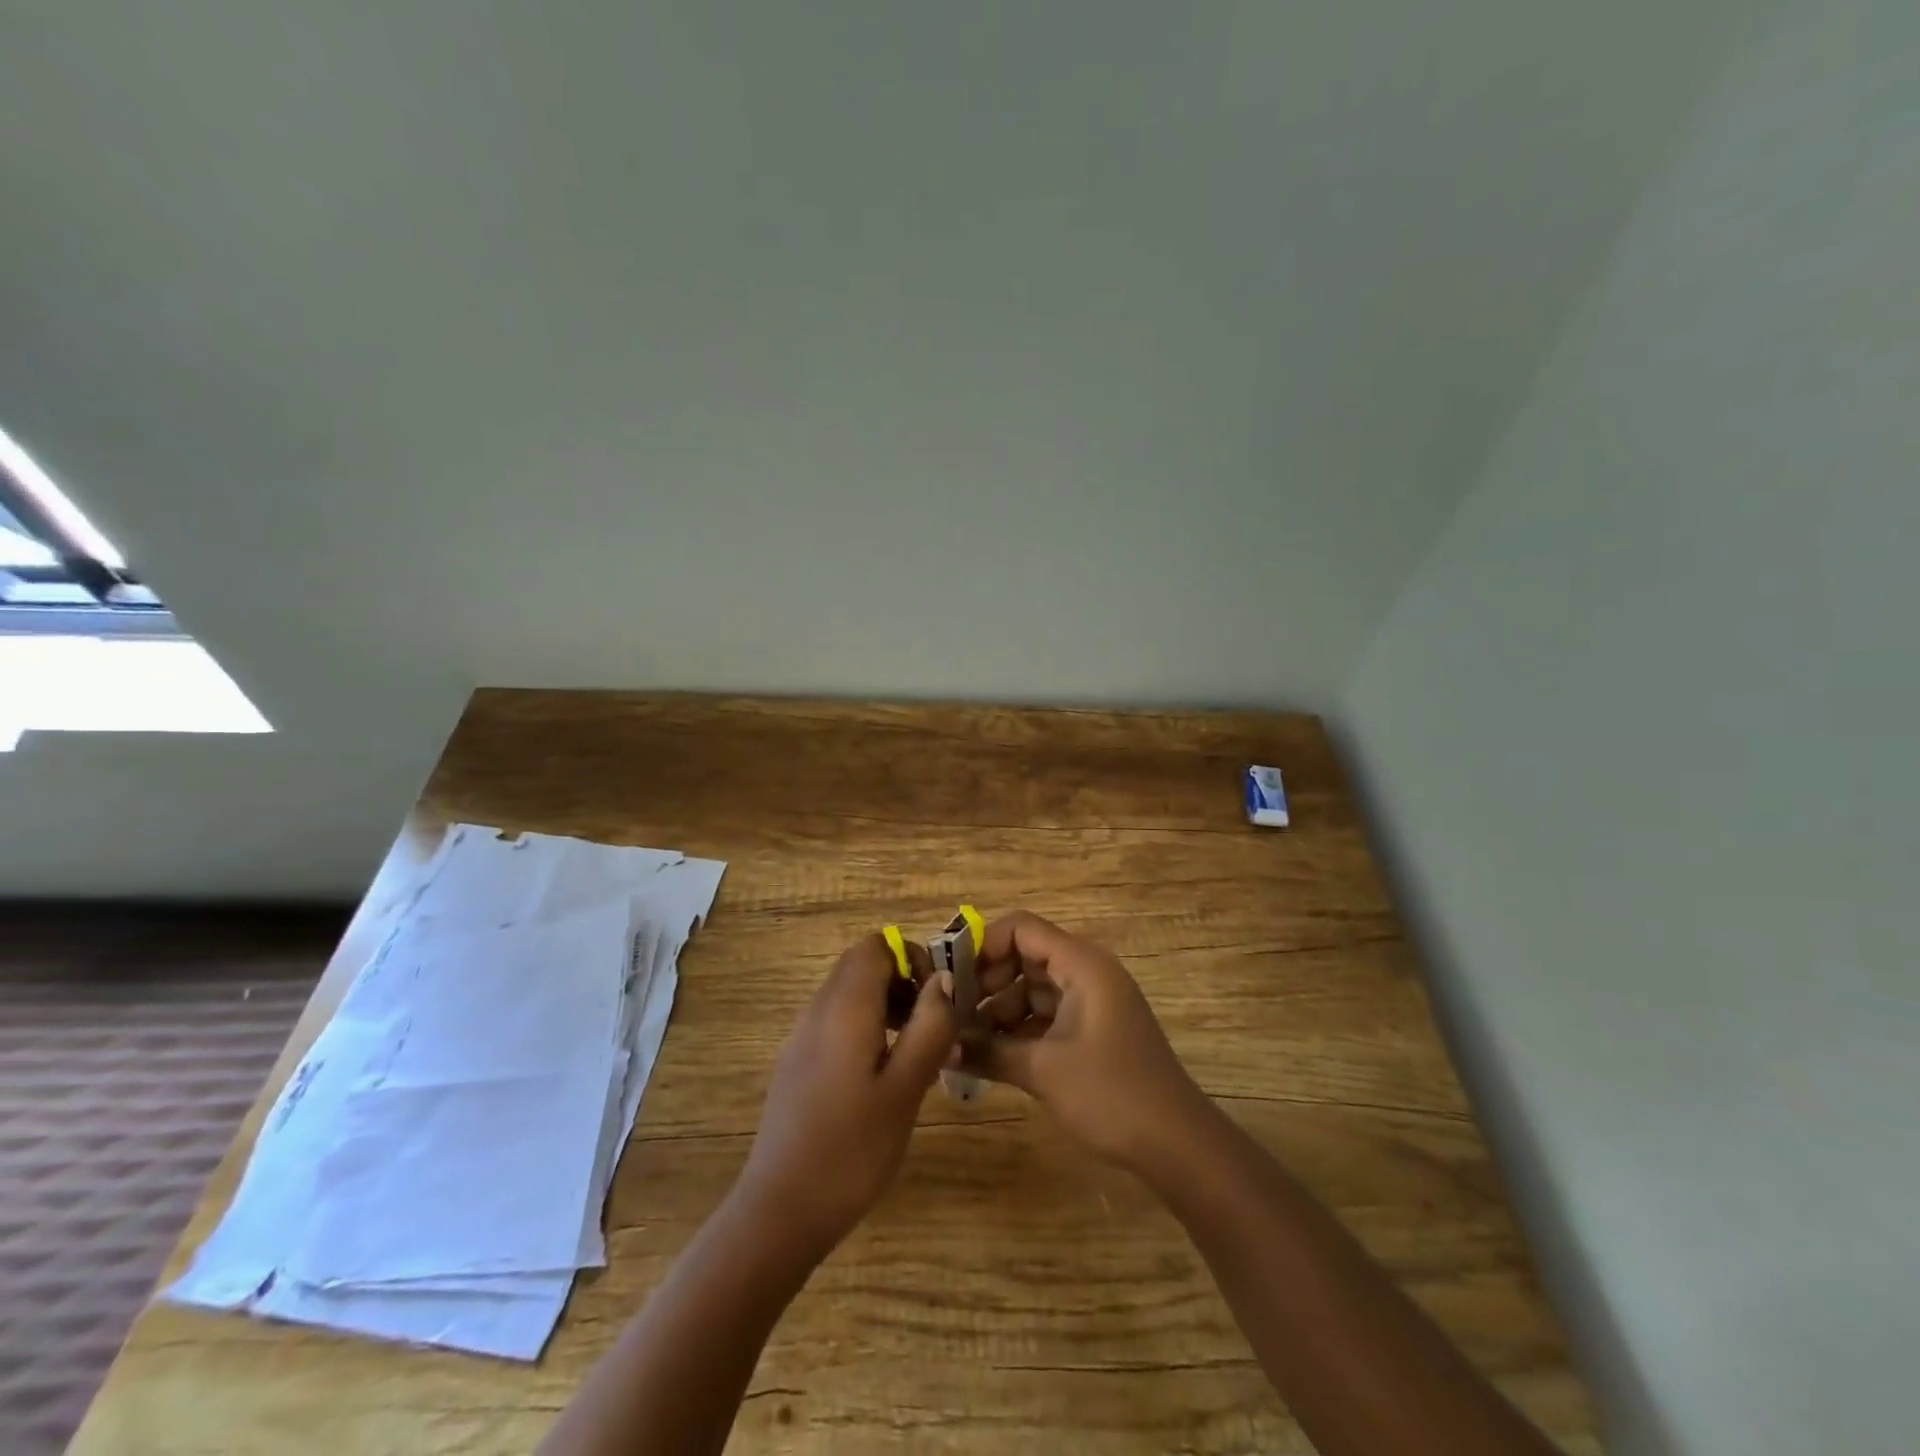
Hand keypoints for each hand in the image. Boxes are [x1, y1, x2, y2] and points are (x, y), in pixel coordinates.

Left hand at [734, 934, 955, 1255]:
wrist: (780, 1210)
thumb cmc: (852, 1148)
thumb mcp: (905, 1087)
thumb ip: (930, 1026)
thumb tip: (944, 979)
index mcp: (845, 1006)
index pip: (876, 945)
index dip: (911, 957)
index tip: (938, 998)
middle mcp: (818, 1009)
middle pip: (862, 965)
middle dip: (902, 981)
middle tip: (931, 1025)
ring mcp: (802, 1036)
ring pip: (850, 993)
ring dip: (887, 1005)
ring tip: (916, 1052)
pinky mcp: (797, 1062)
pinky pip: (836, 1021)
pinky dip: (866, 1027)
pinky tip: (883, 1076)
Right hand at [976, 911, 1210, 1175]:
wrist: (1177, 1144)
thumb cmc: (1111, 1093)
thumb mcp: (1043, 1070)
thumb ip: (988, 1051)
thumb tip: (941, 1045)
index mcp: (1081, 964)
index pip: (1021, 929)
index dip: (982, 946)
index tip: (951, 980)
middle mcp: (1087, 972)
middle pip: (1024, 956)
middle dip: (986, 982)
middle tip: (953, 1014)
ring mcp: (1092, 1002)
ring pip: (1033, 989)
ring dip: (999, 1011)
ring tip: (964, 1042)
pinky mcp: (1093, 1030)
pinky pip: (1047, 1015)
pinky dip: (1019, 1030)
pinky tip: (991, 1056)